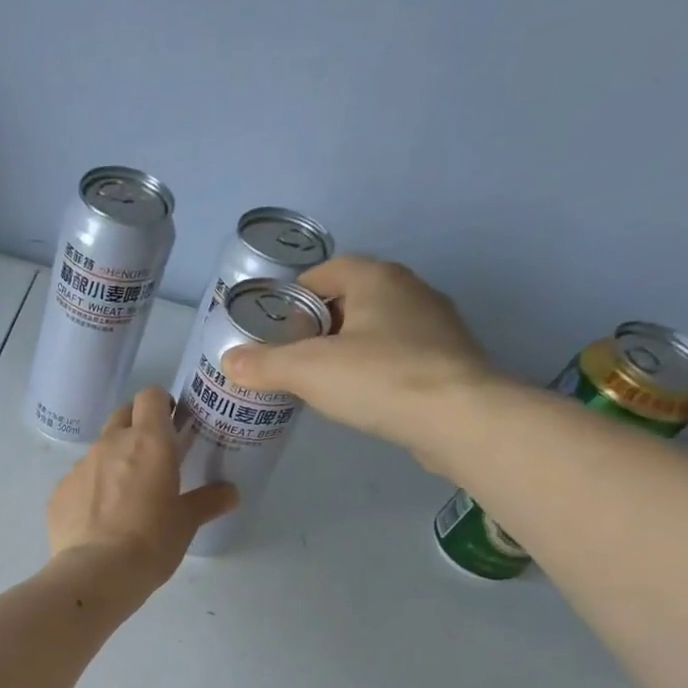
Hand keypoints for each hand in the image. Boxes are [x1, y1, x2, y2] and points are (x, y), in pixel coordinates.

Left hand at [46, 385, 238, 597]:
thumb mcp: (186, 523)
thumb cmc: (151, 541)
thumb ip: (208, 501)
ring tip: (123, 497)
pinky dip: (90, 491)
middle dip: (136, 426)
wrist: (96, 572)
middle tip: (151, 457)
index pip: (151, 396)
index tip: (171, 425)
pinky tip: (98, 520)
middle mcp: (110, 444)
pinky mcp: (58, 492)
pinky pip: (78, 481)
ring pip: (99, 450)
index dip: (161, 405)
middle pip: (122, 414)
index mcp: (148, 442)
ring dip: (112, 462)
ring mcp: (79, 467)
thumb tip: (231, 493)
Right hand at [220, 255, 498, 459]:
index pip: (329, 269)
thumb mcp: (307, 371)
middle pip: (353, 297)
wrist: (458, 418)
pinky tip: (361, 394)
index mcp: (378, 279)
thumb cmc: (379, 378)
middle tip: (290, 352)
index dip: (297, 292)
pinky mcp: (448, 360)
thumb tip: (229, 361)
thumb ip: (264, 364)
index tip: (274, 322)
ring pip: (378, 326)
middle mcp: (411, 290)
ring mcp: (436, 325)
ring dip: (349, 345)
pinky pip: (400, 354)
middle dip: (320, 321)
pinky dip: (375, 366)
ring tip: (320, 376)